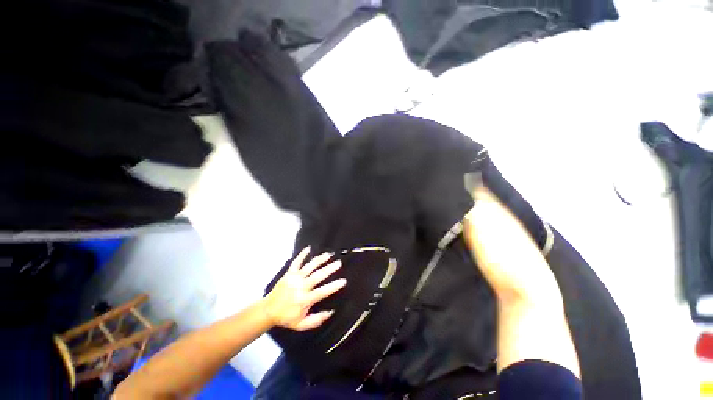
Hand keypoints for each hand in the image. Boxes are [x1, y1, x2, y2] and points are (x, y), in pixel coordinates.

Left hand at [262, 247, 345, 330]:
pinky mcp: (288, 273)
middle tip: (338, 263)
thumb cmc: (286, 317)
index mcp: (304, 299)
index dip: (333, 286)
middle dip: (329, 269)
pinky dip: (302, 254)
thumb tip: (331, 312)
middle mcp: (300, 287)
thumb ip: (316, 320)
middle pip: (317, 276)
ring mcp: (294, 278)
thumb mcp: (301, 325)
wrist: (268, 311)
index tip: (343, 281)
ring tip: (328, 254)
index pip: (322, 291)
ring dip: (319, 260)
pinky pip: (296, 262)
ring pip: (309, 266)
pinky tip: (309, 248)